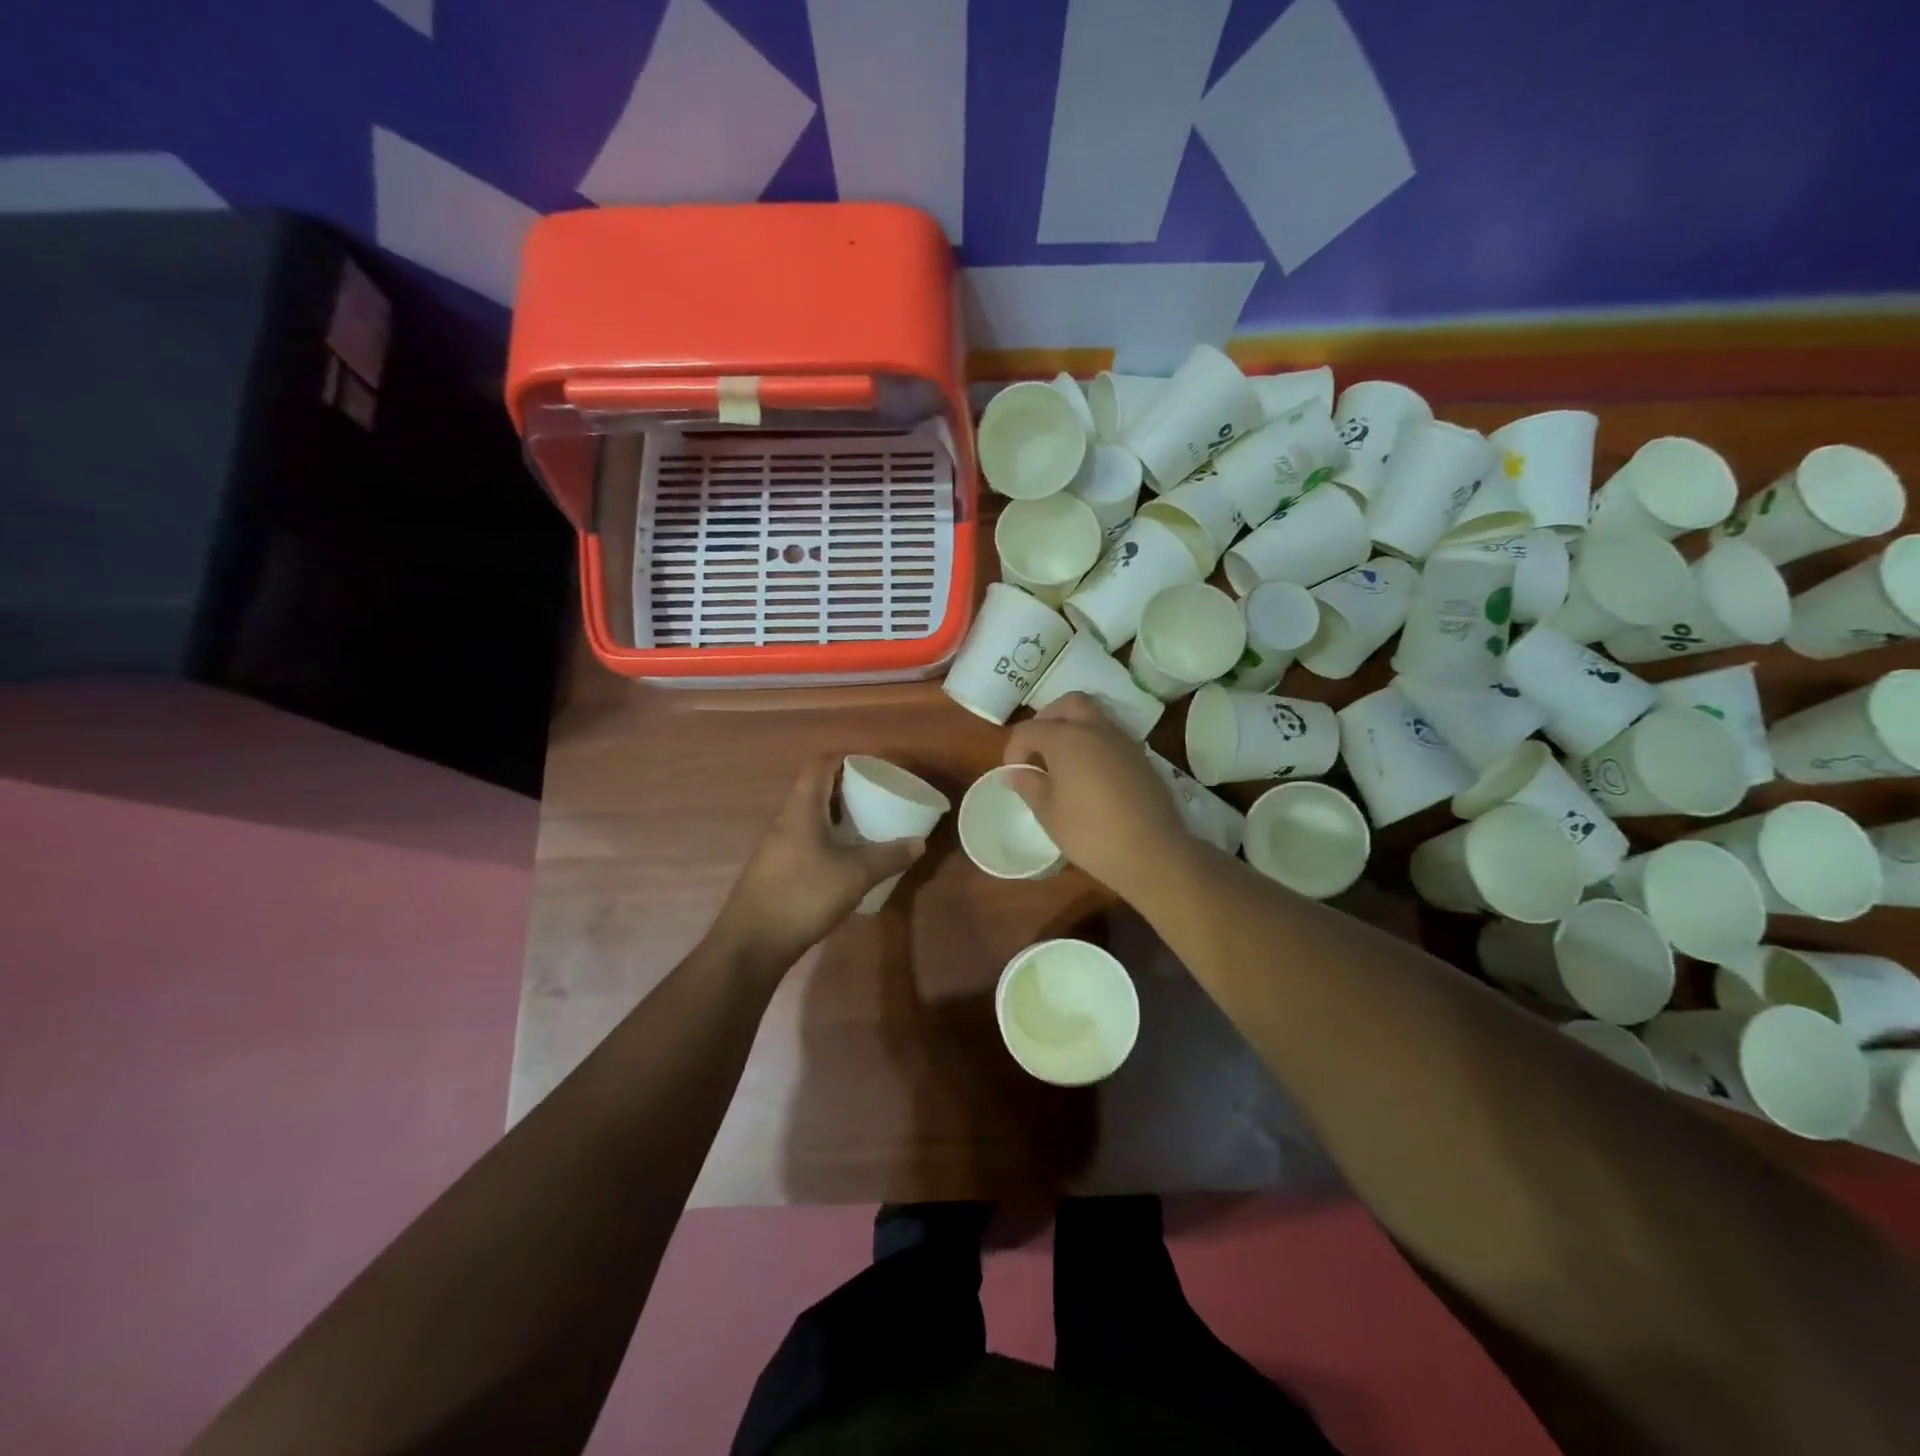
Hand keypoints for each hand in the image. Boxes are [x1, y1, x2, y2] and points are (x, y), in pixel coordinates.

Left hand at [711, 758, 925, 971]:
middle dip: (845, 789)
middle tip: (876, 798)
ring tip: (865, 827)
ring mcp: (775, 847)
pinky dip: (826, 840)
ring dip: (835, 817)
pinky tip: (844, 861)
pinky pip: (803, 840)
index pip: (819, 766)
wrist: (751, 944)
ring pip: (808, 818)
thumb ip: (888, 856)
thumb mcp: (855, 875)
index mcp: (801, 810)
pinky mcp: (773, 870)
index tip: (872, 767)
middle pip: (814, 790)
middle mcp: (784, 821)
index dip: (845, 760)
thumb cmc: (803, 896)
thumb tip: (919, 842)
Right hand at [1003, 693, 1197, 899]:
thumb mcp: (1049, 813)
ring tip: (1063, 762)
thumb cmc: (1091, 833)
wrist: (1152, 852)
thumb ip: (1029, 785)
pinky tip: (1090, 775)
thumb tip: (1015, 772)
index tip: (1014, 773)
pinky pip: (1112, 737)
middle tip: (1038, 749)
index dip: (1014, 749)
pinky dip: (1095, 744)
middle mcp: (1096, 729)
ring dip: (1074, 728)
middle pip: (1068, 704)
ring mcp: (1123, 741)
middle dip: (1048, 719)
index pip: (1030, 729)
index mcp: (1067, 739)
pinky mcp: (1142, 758)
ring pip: (1094, 716)